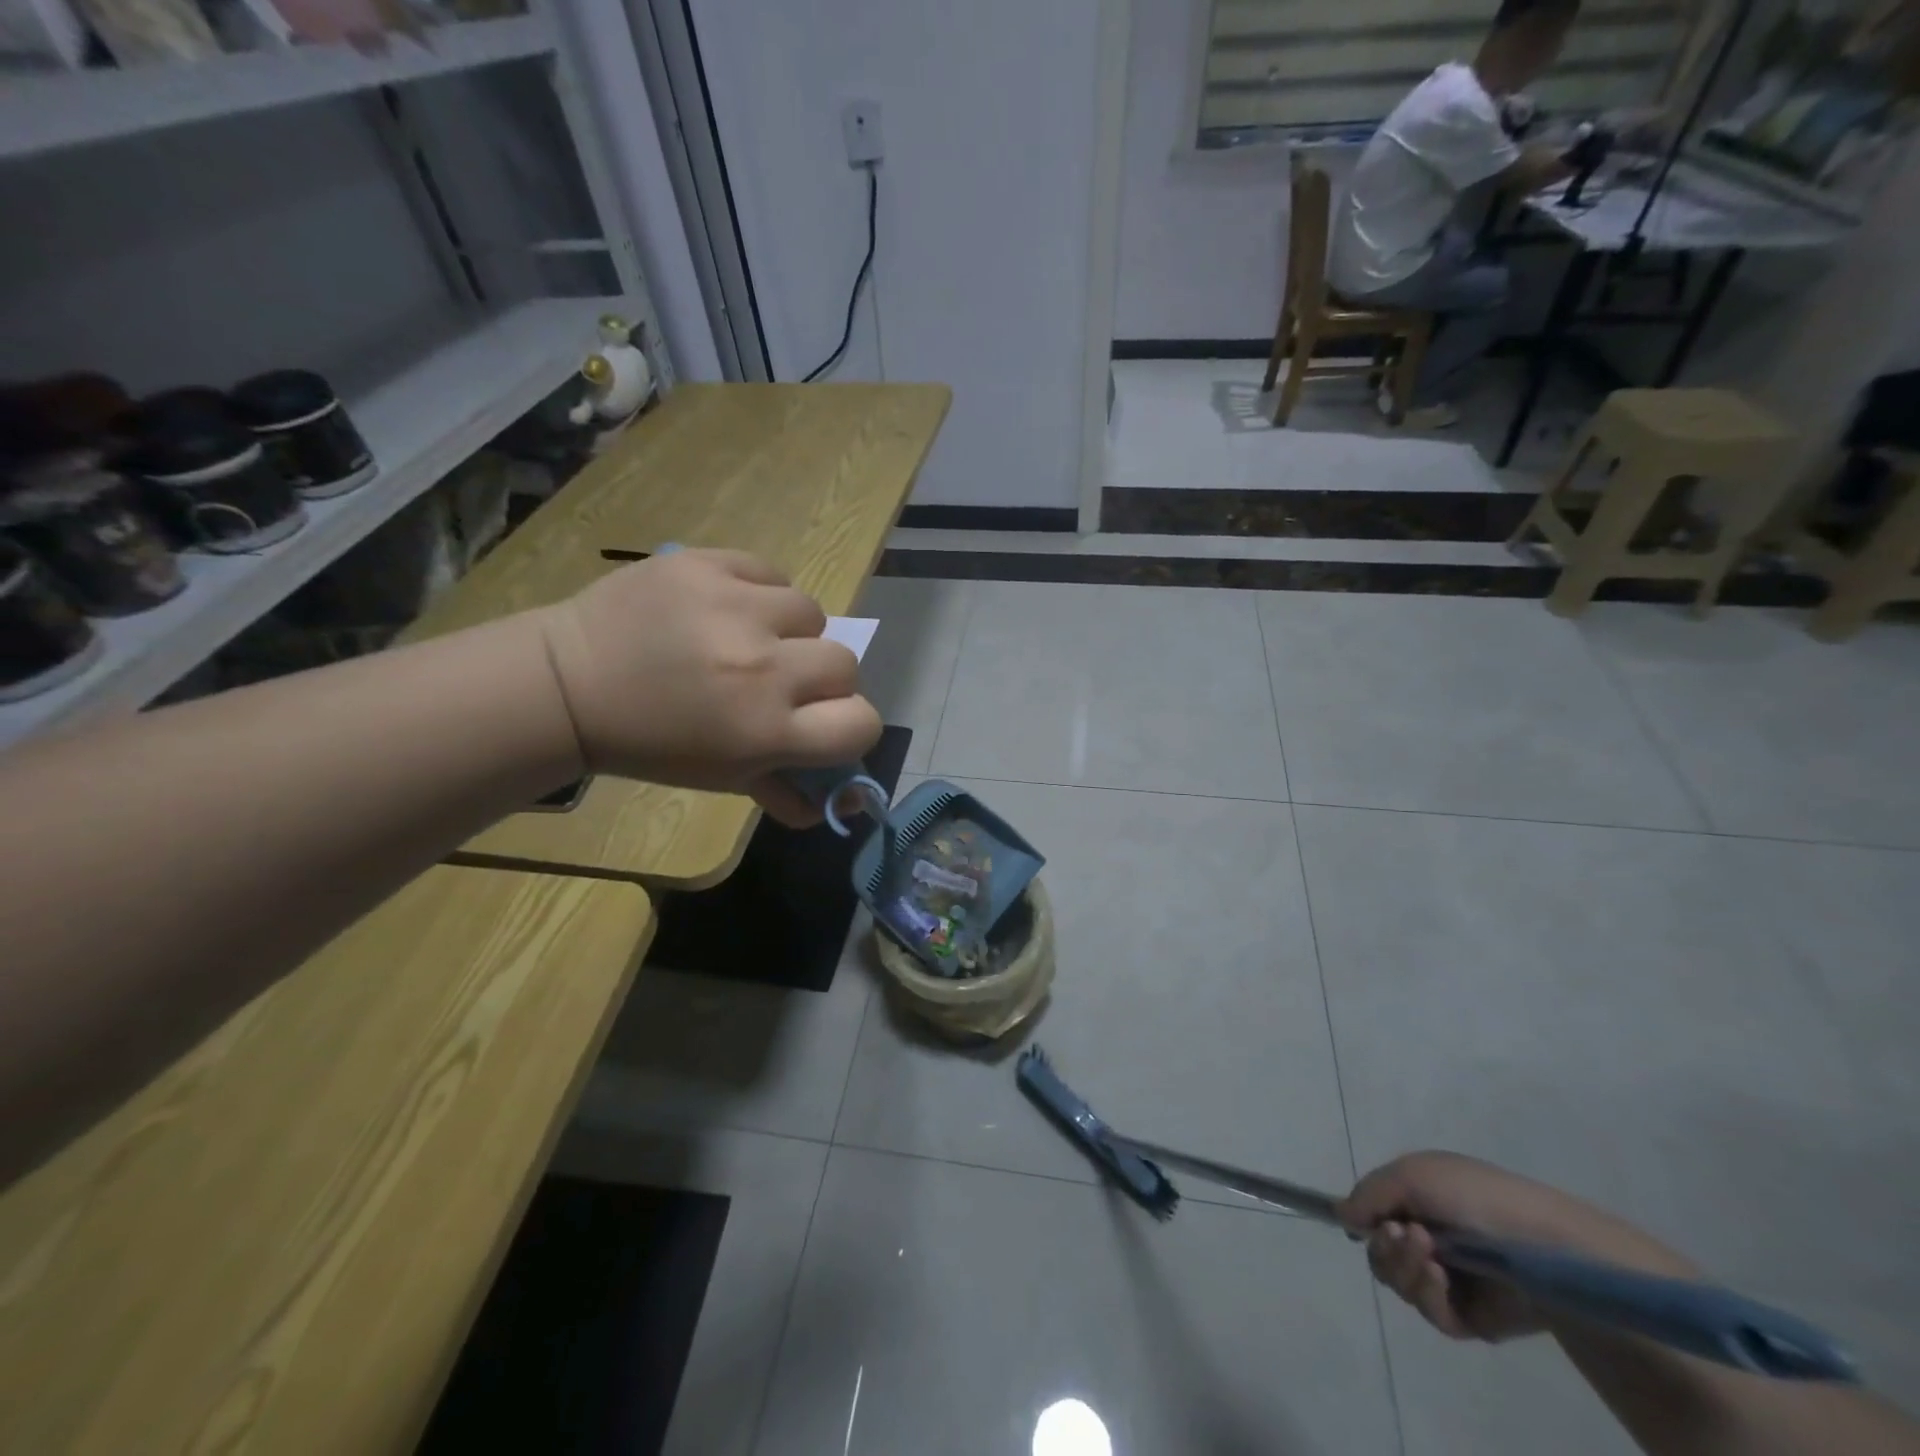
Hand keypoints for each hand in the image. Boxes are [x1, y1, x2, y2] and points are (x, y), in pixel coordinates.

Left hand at [538, 549, 882, 825]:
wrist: (569, 683)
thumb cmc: (651, 743)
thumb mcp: (722, 778)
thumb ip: (788, 792)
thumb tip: (844, 802)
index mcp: (766, 730)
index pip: (862, 723)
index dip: (849, 727)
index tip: (821, 723)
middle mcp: (762, 667)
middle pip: (844, 664)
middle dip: (818, 679)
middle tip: (777, 682)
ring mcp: (735, 607)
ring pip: (811, 612)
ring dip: (789, 630)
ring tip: (747, 638)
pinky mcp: (708, 564)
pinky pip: (771, 573)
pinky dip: (758, 592)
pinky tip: (725, 608)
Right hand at [1340, 1152, 1693, 1343]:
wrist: (1544, 1245)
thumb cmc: (1474, 1196)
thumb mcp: (1411, 1174)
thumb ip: (1368, 1194)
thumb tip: (1340, 1216)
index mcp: (1417, 1202)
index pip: (1372, 1216)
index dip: (1362, 1220)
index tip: (1363, 1221)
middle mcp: (1429, 1239)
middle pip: (1378, 1254)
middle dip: (1383, 1246)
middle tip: (1400, 1235)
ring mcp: (1450, 1280)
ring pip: (1400, 1284)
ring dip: (1403, 1267)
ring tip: (1428, 1254)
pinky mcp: (1470, 1317)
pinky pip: (1430, 1313)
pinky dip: (1427, 1294)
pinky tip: (1440, 1278)